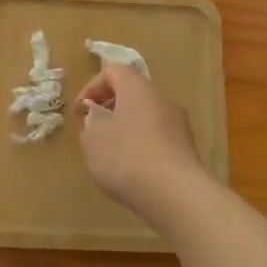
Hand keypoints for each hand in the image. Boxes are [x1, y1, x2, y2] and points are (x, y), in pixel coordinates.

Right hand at [75, 63, 210, 227]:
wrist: (176, 195)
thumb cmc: (127, 157)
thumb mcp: (92, 139)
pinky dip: (141, 148)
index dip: (91, 88)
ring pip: (145, 118)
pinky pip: (157, 140)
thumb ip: (91, 123)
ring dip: (125, 130)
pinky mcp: (186, 151)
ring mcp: (179, 125)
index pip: (113, 71)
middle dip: (109, 110)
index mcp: (138, 88)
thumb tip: (99, 117)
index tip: (79, 113)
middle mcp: (162, 100)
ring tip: (110, 156)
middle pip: (132, 94)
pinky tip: (132, 172)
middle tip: (92, 132)